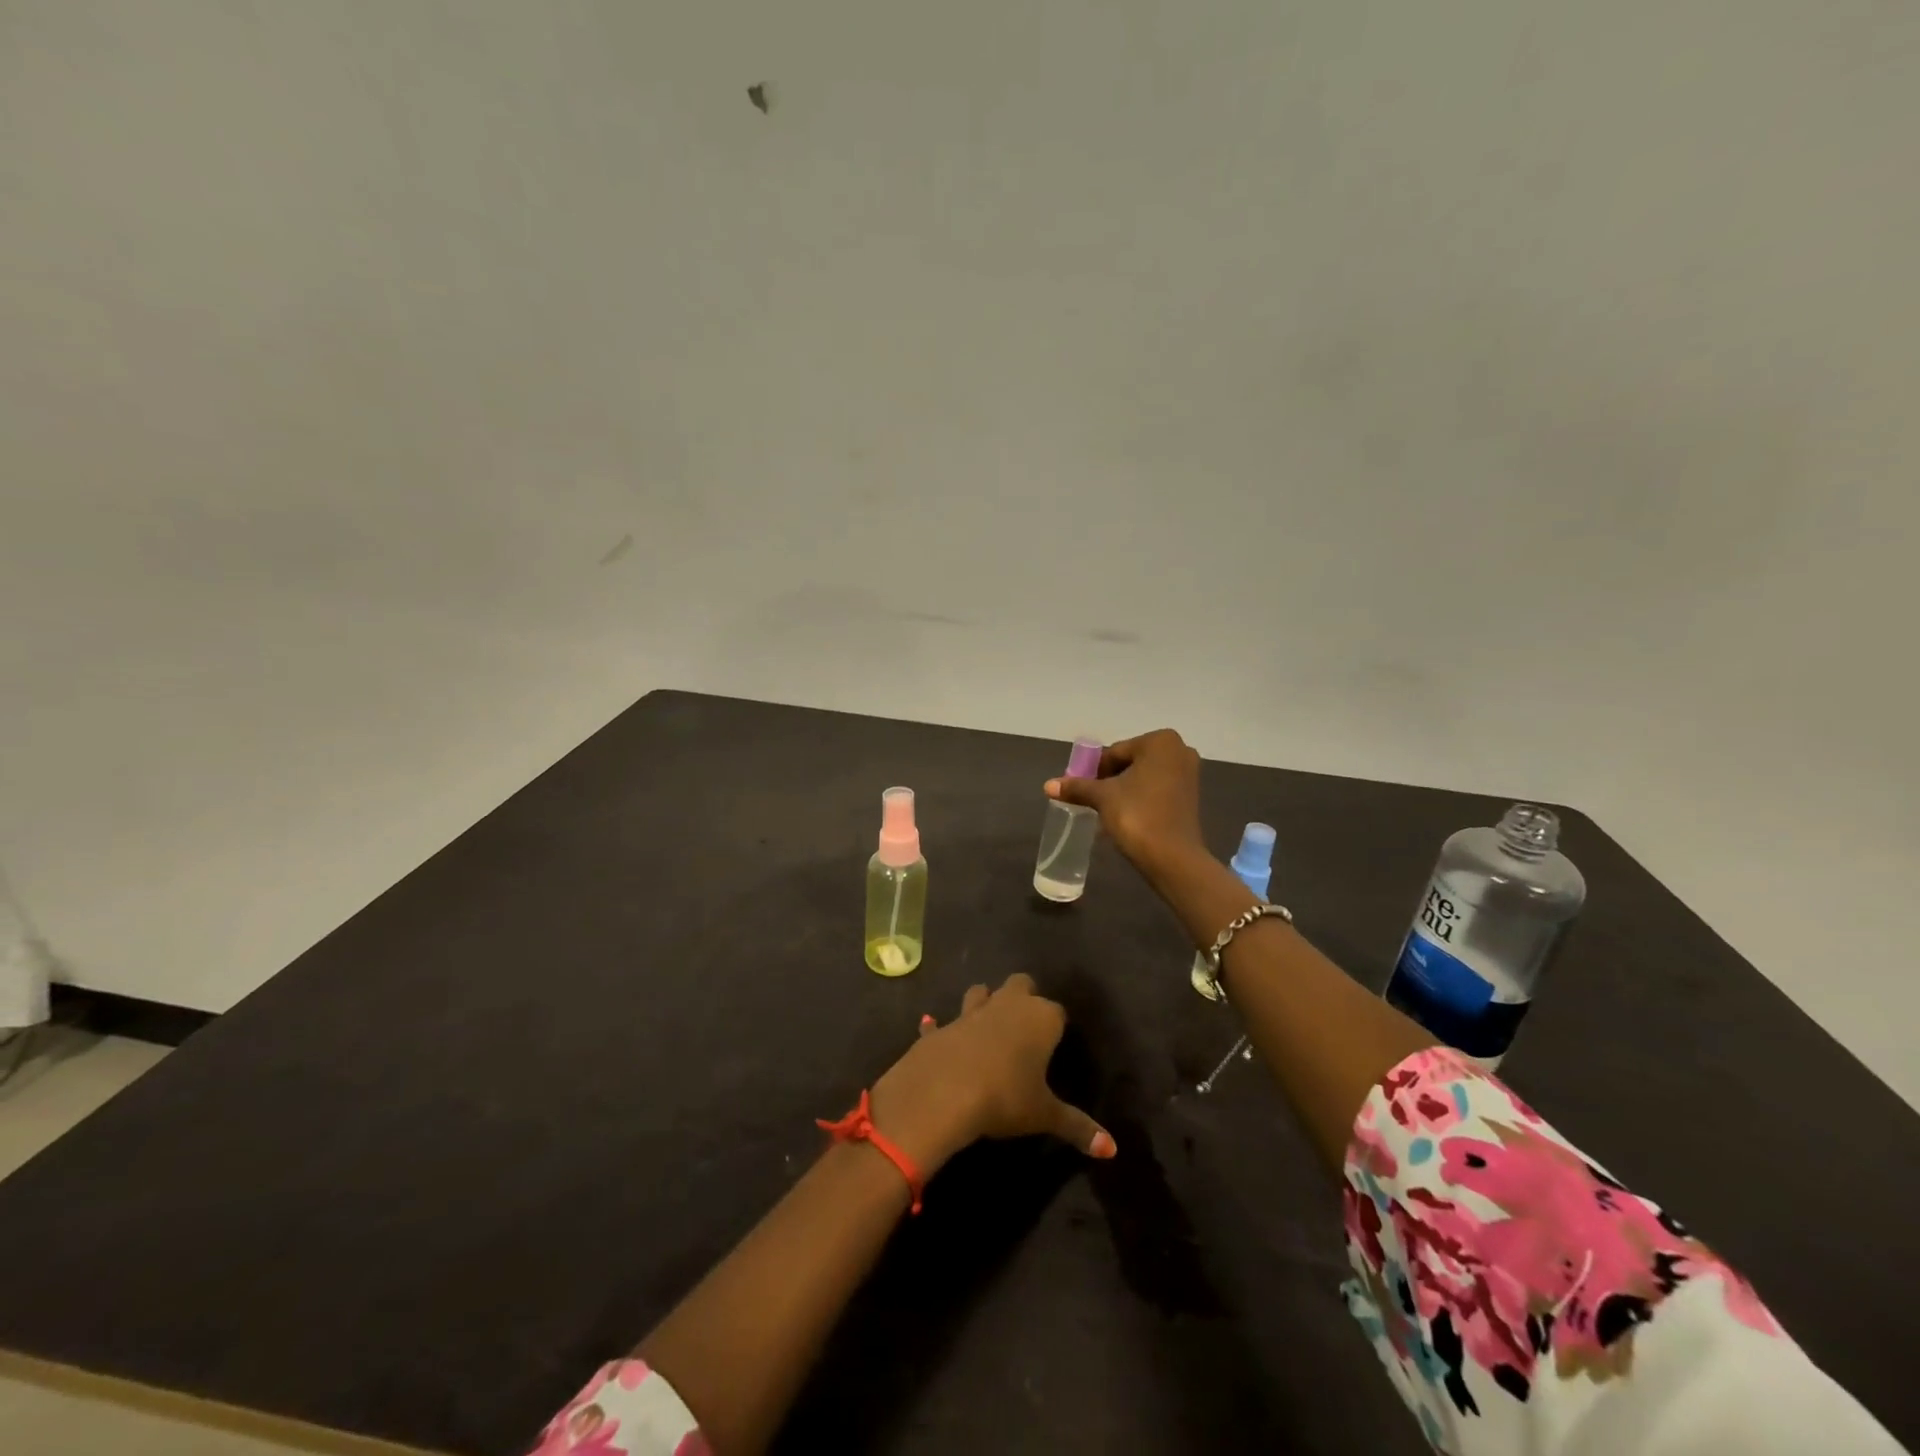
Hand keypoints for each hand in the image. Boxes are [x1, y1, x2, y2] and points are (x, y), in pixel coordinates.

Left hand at [870, 975, 1115, 1173]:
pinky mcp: (943, 1027)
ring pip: (982, 992)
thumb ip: (1078, 1127)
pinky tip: (933, 1027)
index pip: (1058, 1012)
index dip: (1057, 1025)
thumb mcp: (1045, 1115)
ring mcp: (972, 1011)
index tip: (1057, 1042)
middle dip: (1024, 996)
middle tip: (1026, 1024)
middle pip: (1021, 984)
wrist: (944, 1091)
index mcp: (1040, 1018)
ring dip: (984, 1001)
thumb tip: (1112, 1149)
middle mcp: (1008, 1005)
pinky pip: (943, 1022)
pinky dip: (941, 1026)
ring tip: (988, 1022)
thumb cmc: (1006, 1097)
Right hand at [1044, 729, 1204, 878]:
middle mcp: (1179, 750)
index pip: (1114, 753)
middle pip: (1130, 763)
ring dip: (1124, 792)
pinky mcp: (1191, 797)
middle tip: (1092, 801)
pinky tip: (1126, 818)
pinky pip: (1157, 791)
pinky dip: (1140, 800)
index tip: (1081, 790)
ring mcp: (1189, 774)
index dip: (1094, 771)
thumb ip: (1077, 787)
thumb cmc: (1137, 816)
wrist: (1172, 858)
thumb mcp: (1102, 798)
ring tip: (1106, 812)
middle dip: (1110, 781)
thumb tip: (1048, 785)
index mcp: (1160, 741)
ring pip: (1143, 778)